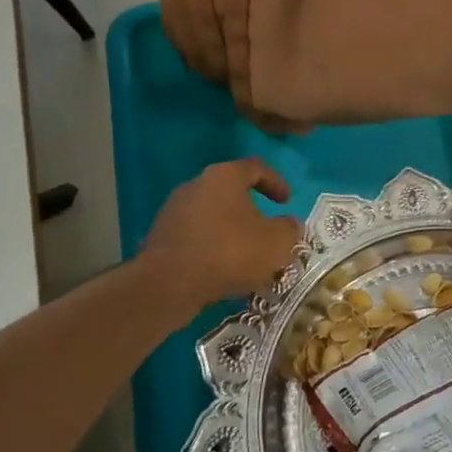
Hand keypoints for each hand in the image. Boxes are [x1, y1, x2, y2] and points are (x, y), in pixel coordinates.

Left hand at [144, 160, 301, 307]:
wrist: (169, 284)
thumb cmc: (230, 252)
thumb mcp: (277, 242)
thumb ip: (290, 229)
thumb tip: (289, 224)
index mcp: (225, 176)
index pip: (256, 168)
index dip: (276, 182)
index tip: (287, 201)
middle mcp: (196, 185)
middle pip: (231, 193)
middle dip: (253, 213)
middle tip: (268, 233)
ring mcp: (174, 210)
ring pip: (213, 217)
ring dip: (232, 233)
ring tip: (248, 258)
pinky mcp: (161, 237)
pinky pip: (196, 237)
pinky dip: (213, 249)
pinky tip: (224, 271)